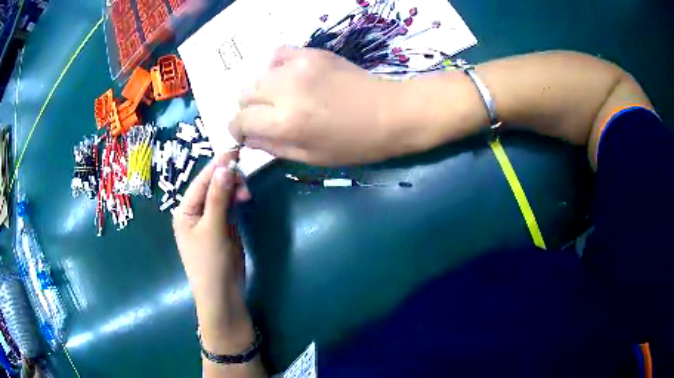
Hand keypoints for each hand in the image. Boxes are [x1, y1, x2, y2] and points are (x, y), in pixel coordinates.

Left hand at [173, 151, 253, 351]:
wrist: (222, 295)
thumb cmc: (211, 263)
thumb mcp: (214, 229)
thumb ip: (218, 198)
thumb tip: (225, 167)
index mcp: (184, 210)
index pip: (201, 181)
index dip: (217, 165)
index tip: (236, 151)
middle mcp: (194, 212)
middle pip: (211, 185)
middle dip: (227, 179)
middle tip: (245, 184)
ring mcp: (208, 219)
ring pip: (220, 194)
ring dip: (233, 189)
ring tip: (246, 195)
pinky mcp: (221, 227)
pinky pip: (227, 206)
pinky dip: (235, 199)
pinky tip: (243, 198)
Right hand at [230, 47, 412, 165]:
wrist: (391, 112)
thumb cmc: (355, 143)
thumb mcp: (311, 157)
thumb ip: (273, 147)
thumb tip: (248, 138)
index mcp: (285, 122)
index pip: (240, 121)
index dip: (238, 130)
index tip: (247, 134)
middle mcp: (284, 89)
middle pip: (244, 94)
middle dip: (248, 110)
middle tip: (267, 118)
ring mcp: (298, 66)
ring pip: (258, 75)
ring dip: (262, 90)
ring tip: (282, 99)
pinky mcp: (311, 52)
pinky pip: (277, 55)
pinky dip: (276, 68)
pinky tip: (290, 78)